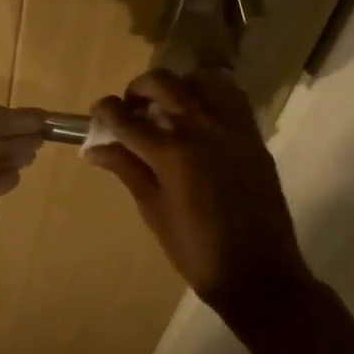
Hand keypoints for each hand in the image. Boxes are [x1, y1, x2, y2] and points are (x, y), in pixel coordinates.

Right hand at [86, 68, 312, 320]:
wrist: (258, 273)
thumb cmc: (196, 251)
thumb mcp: (153, 211)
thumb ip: (127, 170)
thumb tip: (95, 149)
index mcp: (172, 155)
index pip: (126, 118)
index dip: (105, 110)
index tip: (98, 113)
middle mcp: (202, 131)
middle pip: (163, 83)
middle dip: (138, 88)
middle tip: (132, 108)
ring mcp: (233, 130)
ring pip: (203, 79)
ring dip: (179, 85)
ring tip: (170, 106)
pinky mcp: (254, 137)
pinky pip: (232, 98)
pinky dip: (210, 96)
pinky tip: (200, 117)